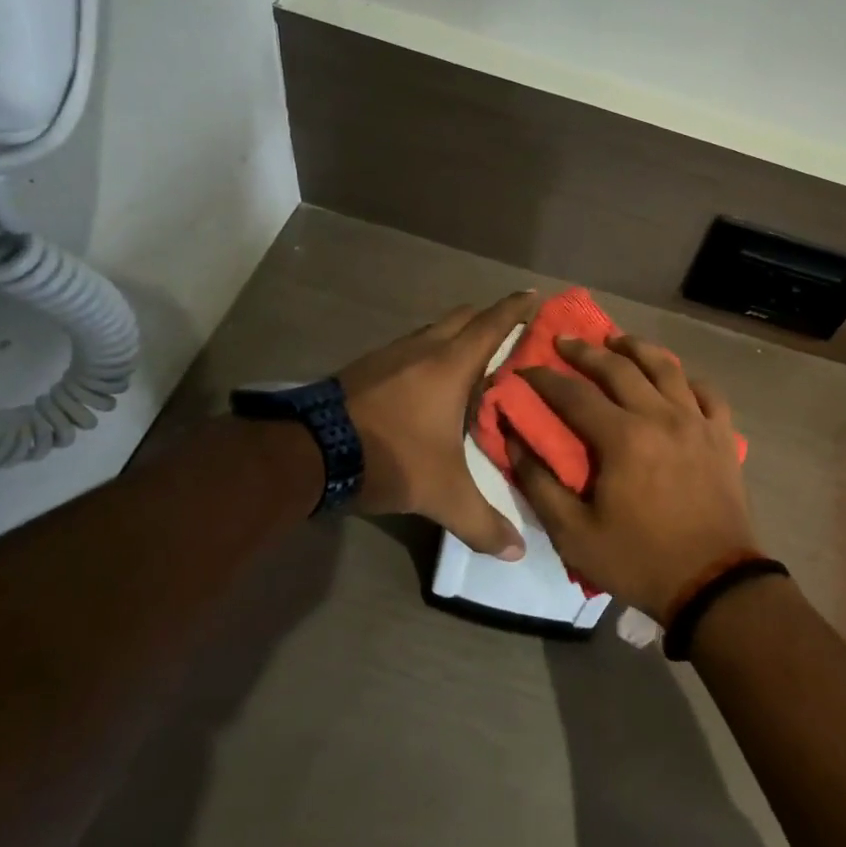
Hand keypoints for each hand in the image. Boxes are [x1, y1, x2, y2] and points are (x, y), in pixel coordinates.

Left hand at [337, 291, 536, 558]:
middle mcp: (424, 347)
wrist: (308, 452)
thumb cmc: (389, 456)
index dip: (517, 308)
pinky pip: (411, 348)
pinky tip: (428, 385)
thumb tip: (517, 551)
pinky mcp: (366, 367)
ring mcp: (391, 354)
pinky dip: (429, 354)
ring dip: (457, 337)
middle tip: (512, 338)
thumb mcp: (441, 494)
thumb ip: (482, 521)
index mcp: (451, 364)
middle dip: (490, 319)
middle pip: (464, 316)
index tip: (537, 296)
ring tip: (474, 364)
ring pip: (435, 330)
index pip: (493, 323)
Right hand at [510, 335, 755, 620]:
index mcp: (623, 437)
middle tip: (566, 341)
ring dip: (638, 349)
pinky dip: (687, 378)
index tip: (525, 368)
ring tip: (618, 341)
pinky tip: (675, 378)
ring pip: (667, 367)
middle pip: (620, 368)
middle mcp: (661, 416)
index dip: (545, 379)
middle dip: (587, 351)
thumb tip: (514, 440)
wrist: (713, 584)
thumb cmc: (639, 560)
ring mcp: (697, 422)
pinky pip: (707, 392)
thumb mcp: (574, 534)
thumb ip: (540, 484)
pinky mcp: (723, 435)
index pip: (574, 394)